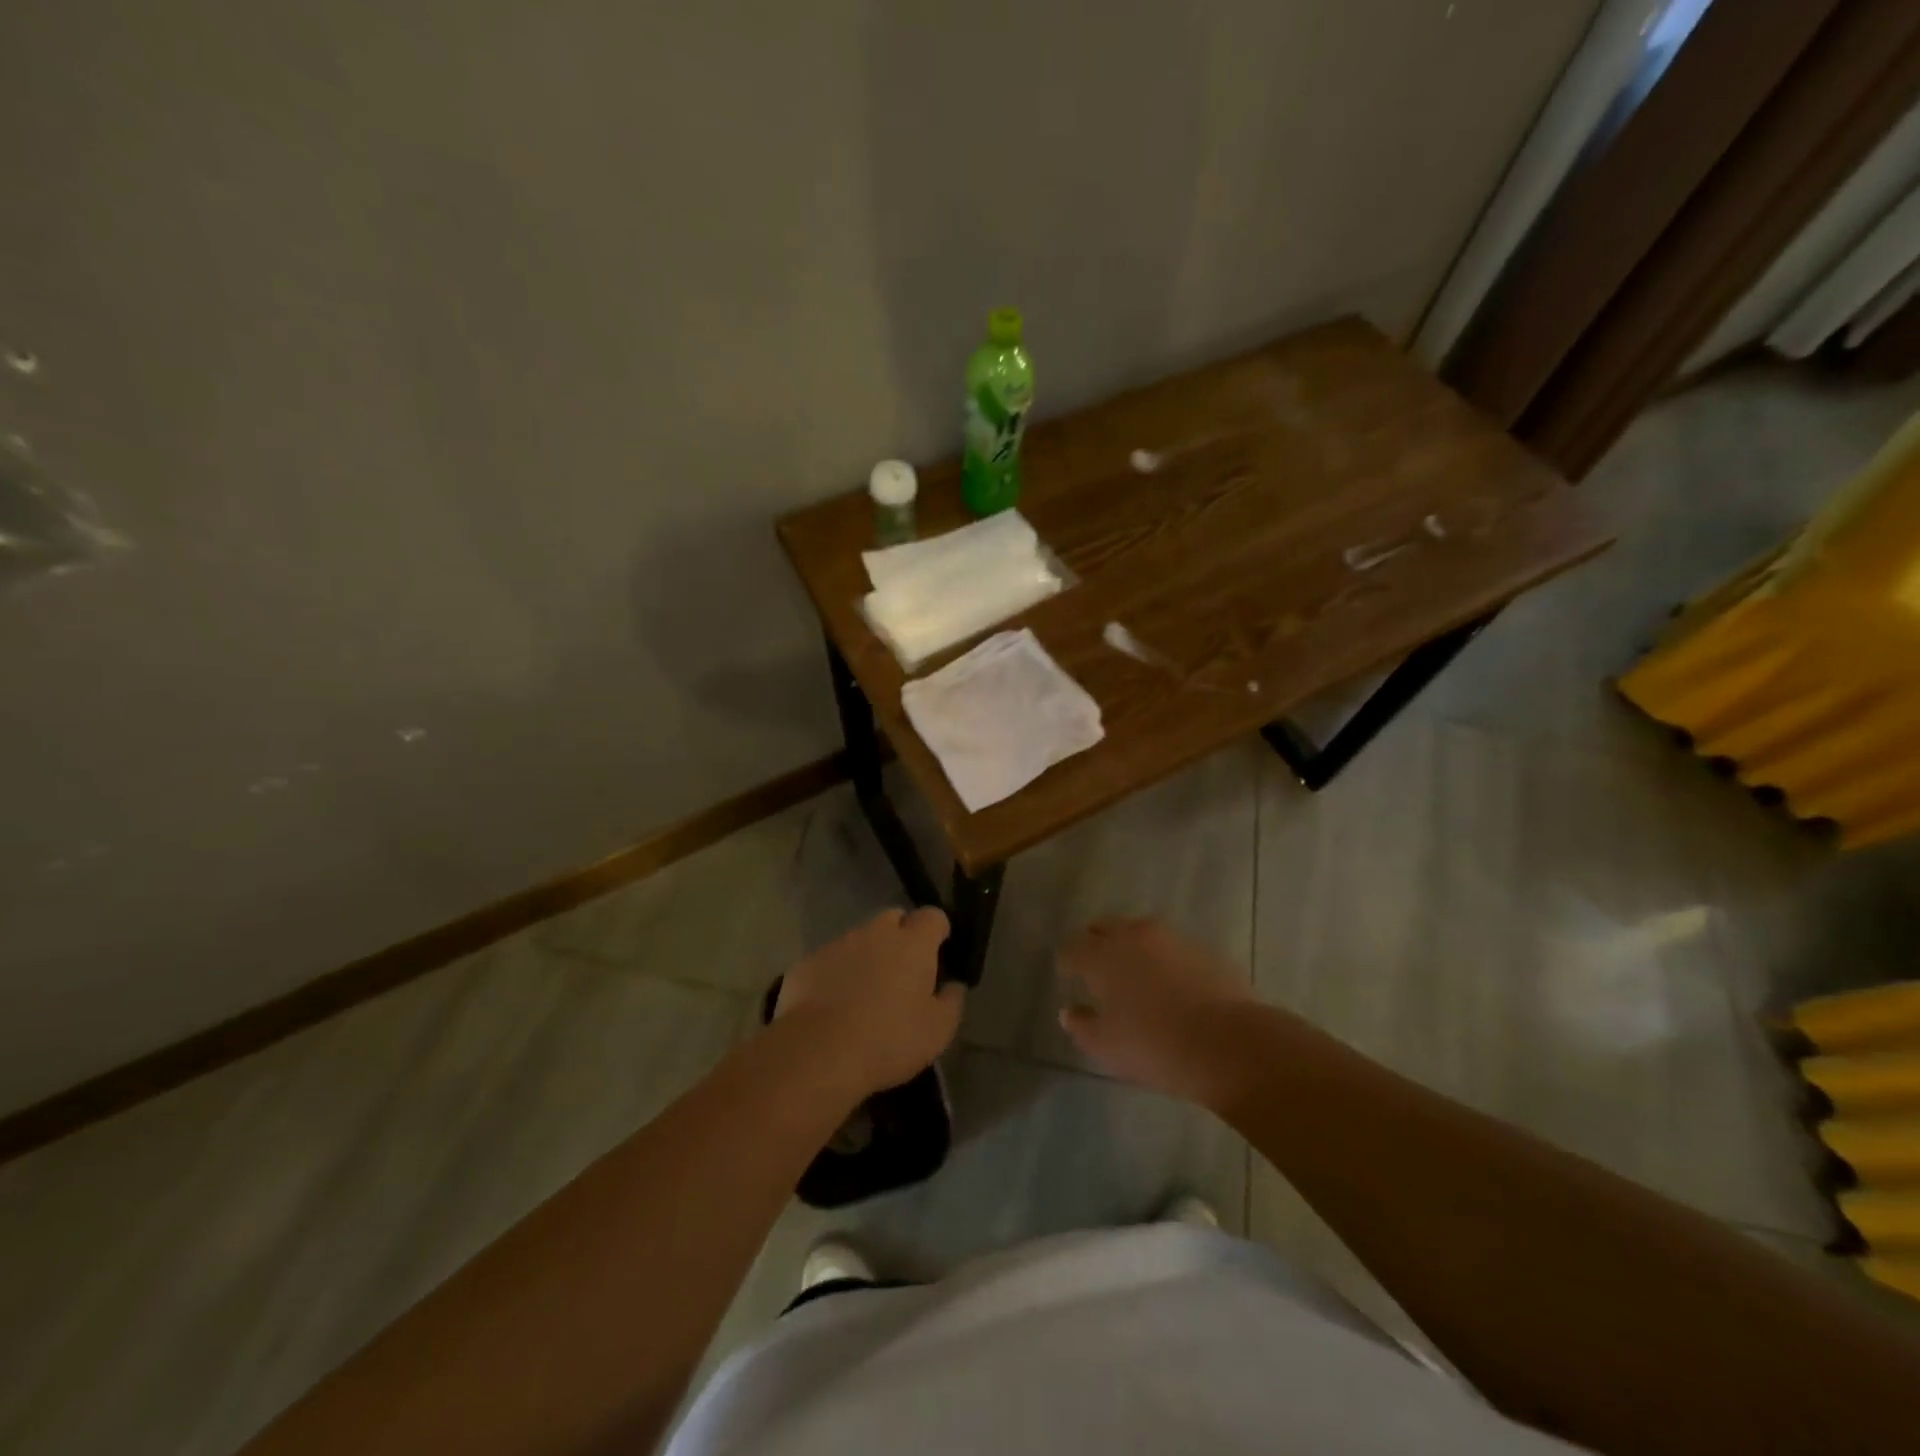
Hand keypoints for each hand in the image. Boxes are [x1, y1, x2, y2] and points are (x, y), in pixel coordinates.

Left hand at [775, 907, 963, 1097]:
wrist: (818, 1053)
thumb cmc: (888, 1039)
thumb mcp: (938, 1031)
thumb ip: (952, 1001)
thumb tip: (953, 985)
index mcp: (913, 942)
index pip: (933, 916)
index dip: (938, 931)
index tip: (939, 954)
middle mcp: (876, 932)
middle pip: (894, 919)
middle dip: (901, 937)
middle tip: (903, 973)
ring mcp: (838, 944)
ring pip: (860, 939)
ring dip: (868, 955)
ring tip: (866, 994)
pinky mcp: (808, 962)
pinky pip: (831, 960)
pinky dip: (838, 973)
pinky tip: (835, 1005)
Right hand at [1056, 917, 1259, 1109]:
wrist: (1229, 1044)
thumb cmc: (1155, 1046)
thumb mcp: (1107, 1047)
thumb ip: (1082, 1026)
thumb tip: (1070, 1012)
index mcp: (1102, 955)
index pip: (1072, 948)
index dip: (1066, 961)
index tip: (1066, 973)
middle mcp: (1134, 936)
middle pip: (1105, 928)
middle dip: (1096, 942)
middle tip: (1096, 966)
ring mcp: (1172, 939)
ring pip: (1141, 934)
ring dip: (1132, 948)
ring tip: (1136, 975)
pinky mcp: (1204, 950)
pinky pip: (1173, 949)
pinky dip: (1165, 961)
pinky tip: (1172, 986)